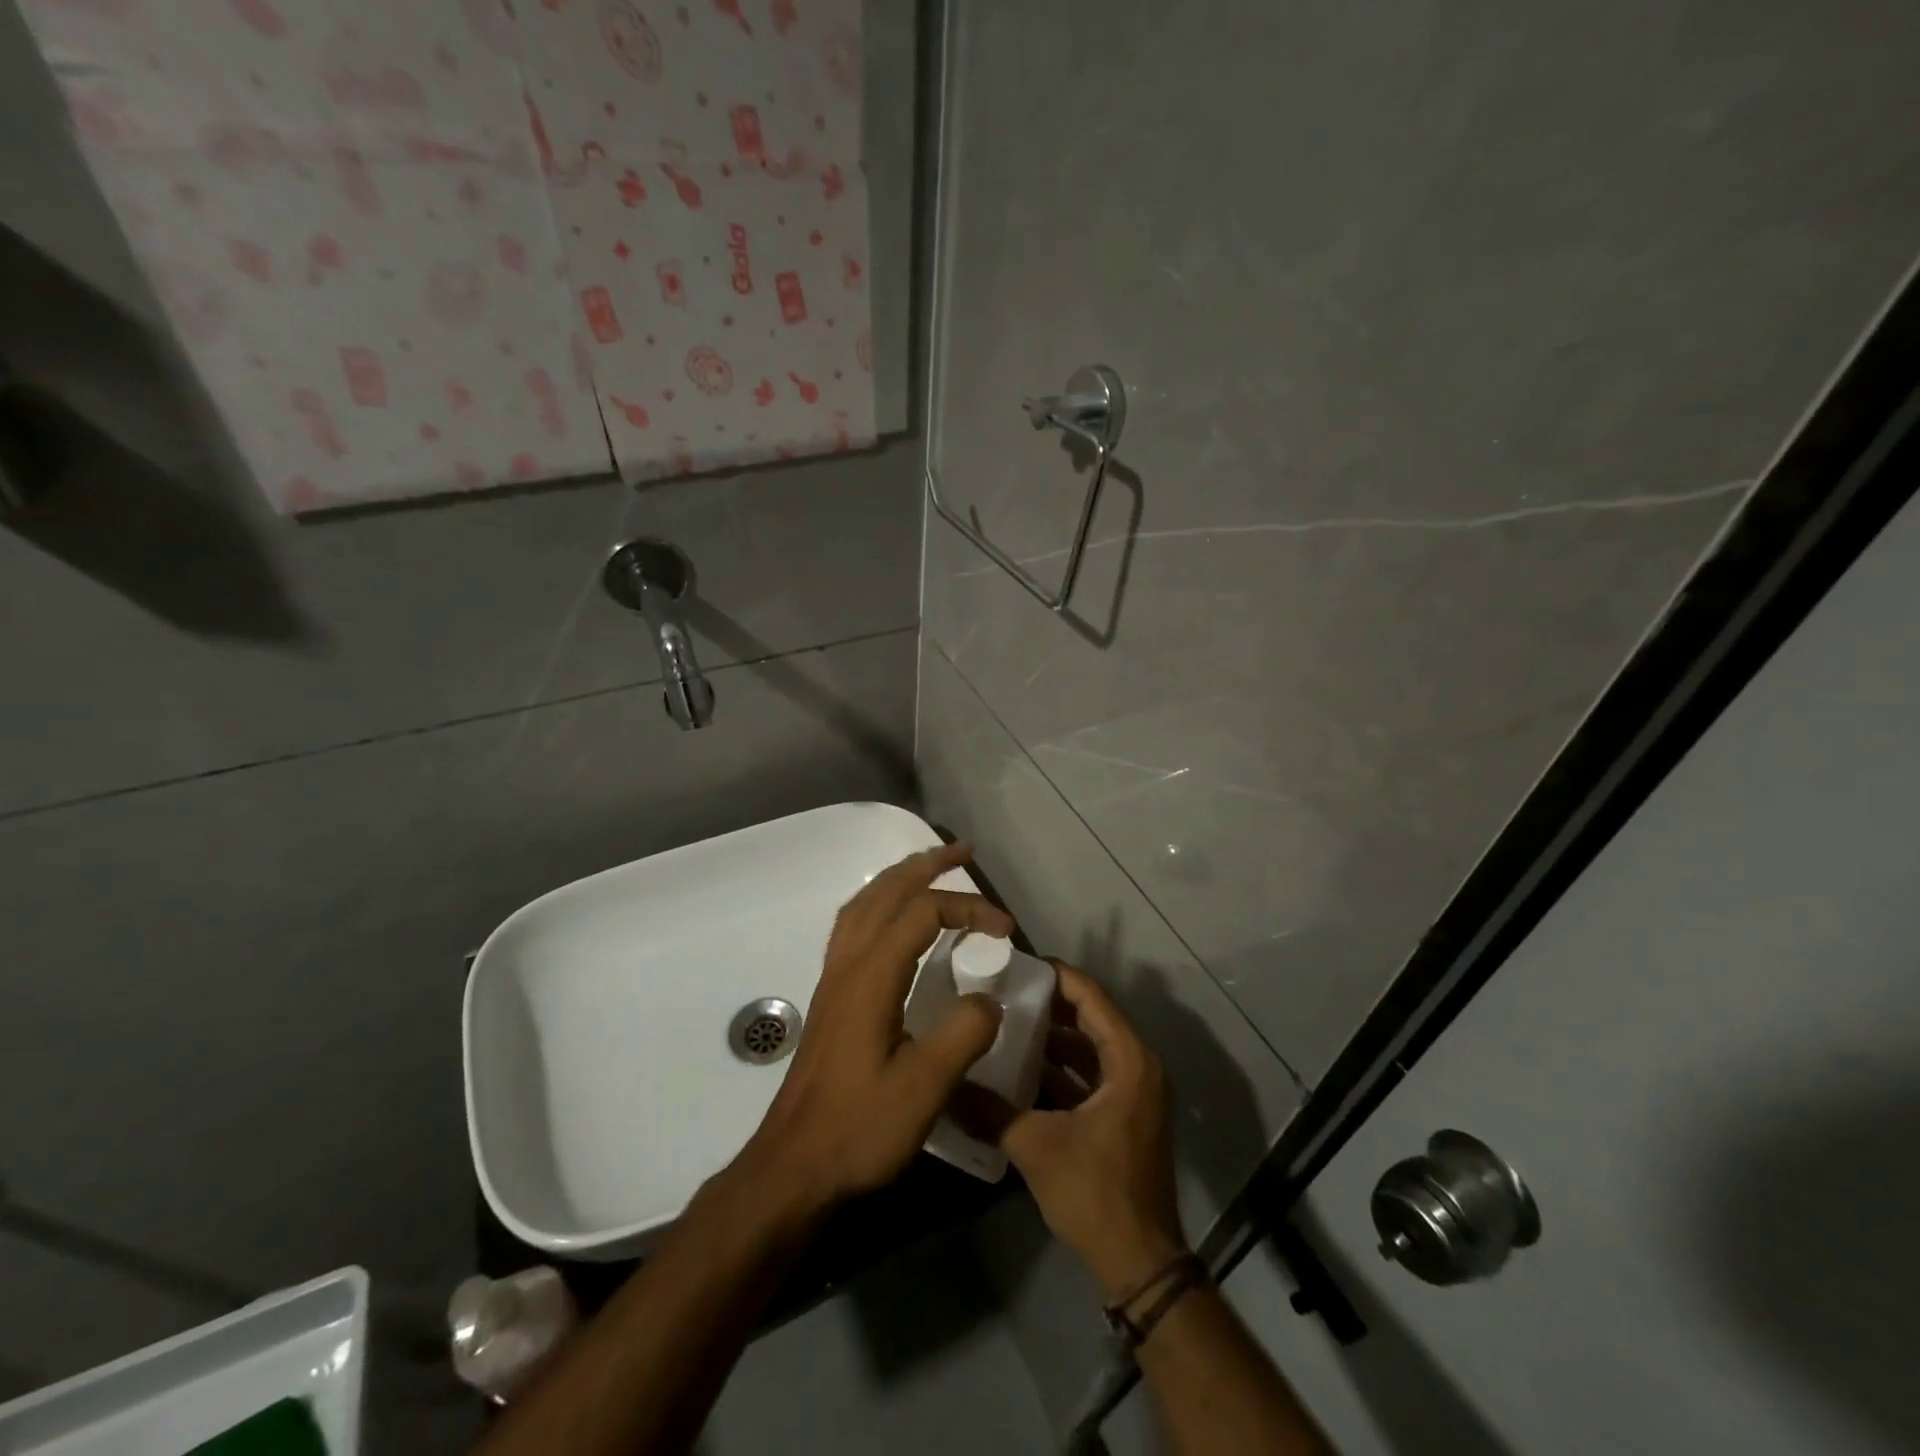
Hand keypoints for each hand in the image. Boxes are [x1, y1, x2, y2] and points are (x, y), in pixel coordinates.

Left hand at [735, 842, 1012, 1217]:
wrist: (794, 1165)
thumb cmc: (858, 1129)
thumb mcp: (923, 1089)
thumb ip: (963, 1035)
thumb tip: (989, 999)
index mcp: (871, 975)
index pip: (923, 913)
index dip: (968, 908)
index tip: (1006, 929)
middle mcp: (848, 963)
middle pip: (886, 891)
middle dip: (927, 864)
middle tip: (964, 851)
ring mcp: (833, 976)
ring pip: (864, 903)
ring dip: (899, 877)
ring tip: (931, 868)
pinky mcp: (831, 994)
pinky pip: (853, 924)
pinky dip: (879, 901)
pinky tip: (893, 919)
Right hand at [959, 963, 1187, 1298]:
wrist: (1139, 1262)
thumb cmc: (1095, 1191)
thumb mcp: (1036, 1146)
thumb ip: (990, 1112)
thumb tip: (945, 1087)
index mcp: (1129, 1059)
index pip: (1090, 996)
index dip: (1054, 976)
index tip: (1014, 964)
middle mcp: (1138, 1065)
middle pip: (1090, 1017)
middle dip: (1048, 1005)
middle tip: (1002, 991)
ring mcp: (1134, 1092)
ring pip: (1090, 1047)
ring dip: (1053, 1038)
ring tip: (1005, 1024)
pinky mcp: (1124, 1115)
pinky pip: (1092, 1074)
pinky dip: (1061, 1069)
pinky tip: (1021, 1070)